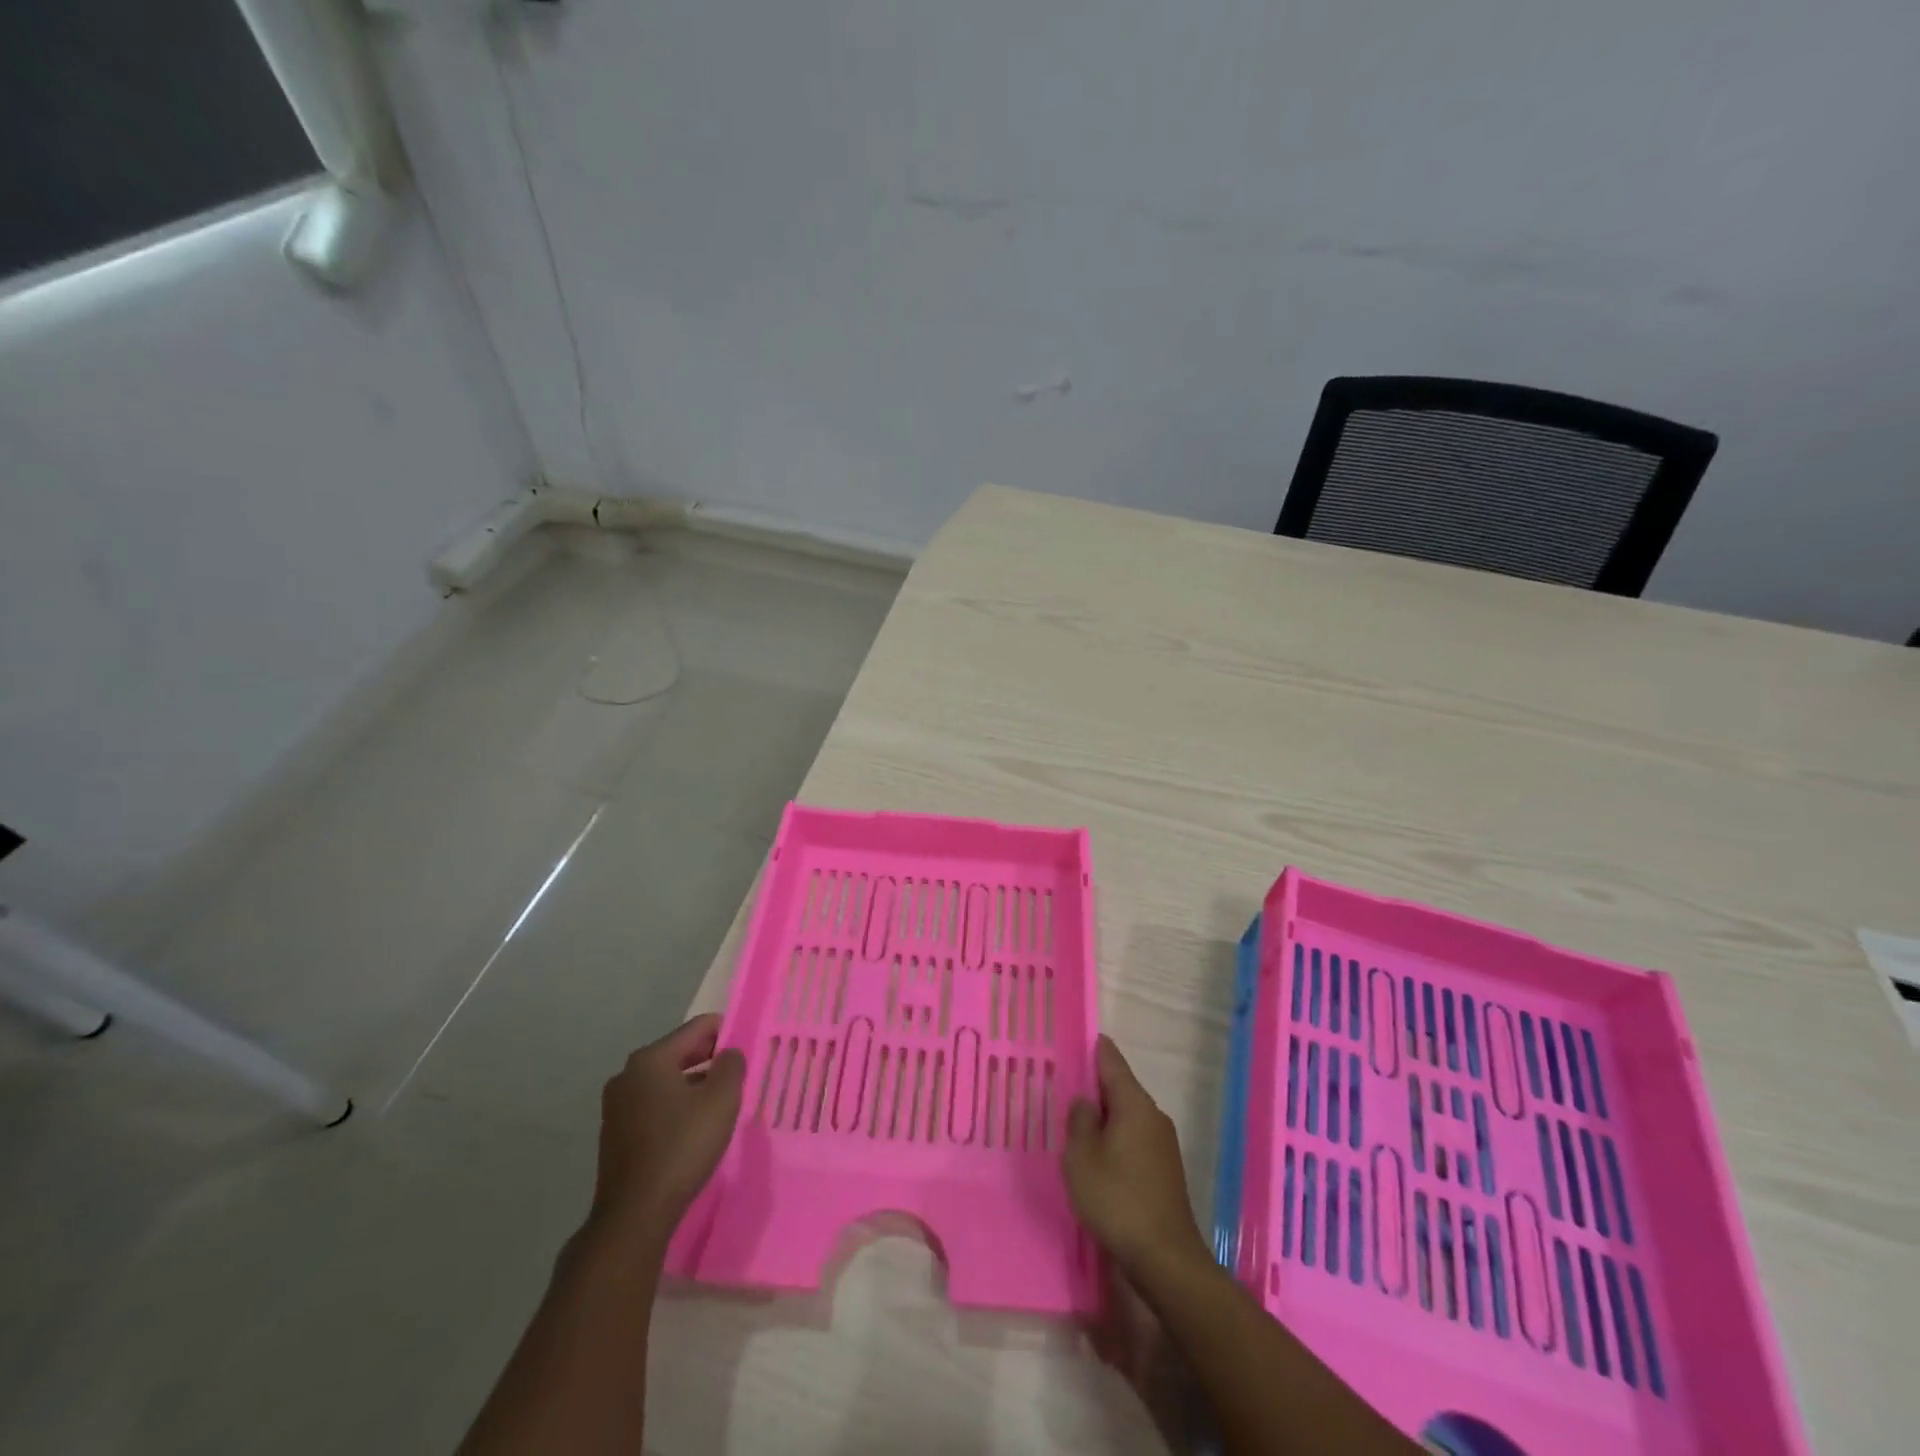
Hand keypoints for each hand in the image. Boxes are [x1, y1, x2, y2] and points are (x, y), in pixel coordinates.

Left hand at [590, 1014, 744, 1243]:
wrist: (635, 1215)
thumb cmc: (682, 1146)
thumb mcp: (721, 1099)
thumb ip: (732, 1065)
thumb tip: (729, 1054)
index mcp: (650, 1059)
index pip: (698, 1028)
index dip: (727, 1032)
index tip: (748, 1049)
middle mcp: (628, 1075)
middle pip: (680, 1052)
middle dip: (711, 1060)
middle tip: (738, 1076)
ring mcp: (617, 1106)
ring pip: (667, 1081)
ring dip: (694, 1085)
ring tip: (720, 1104)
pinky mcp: (615, 1134)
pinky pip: (654, 1105)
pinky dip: (676, 1107)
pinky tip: (694, 1128)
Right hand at [1063, 1035, 1208, 1277]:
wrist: (1165, 1258)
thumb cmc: (1117, 1199)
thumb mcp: (1082, 1157)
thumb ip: (1080, 1121)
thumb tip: (1086, 1101)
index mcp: (1134, 1104)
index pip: (1112, 1062)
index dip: (1096, 1048)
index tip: (1082, 1037)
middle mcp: (1153, 1116)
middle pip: (1121, 1089)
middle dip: (1096, 1086)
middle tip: (1066, 1084)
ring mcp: (1163, 1144)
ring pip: (1128, 1117)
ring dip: (1105, 1117)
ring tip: (1076, 1122)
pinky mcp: (1165, 1171)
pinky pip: (1135, 1140)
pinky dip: (1116, 1139)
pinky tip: (1098, 1156)